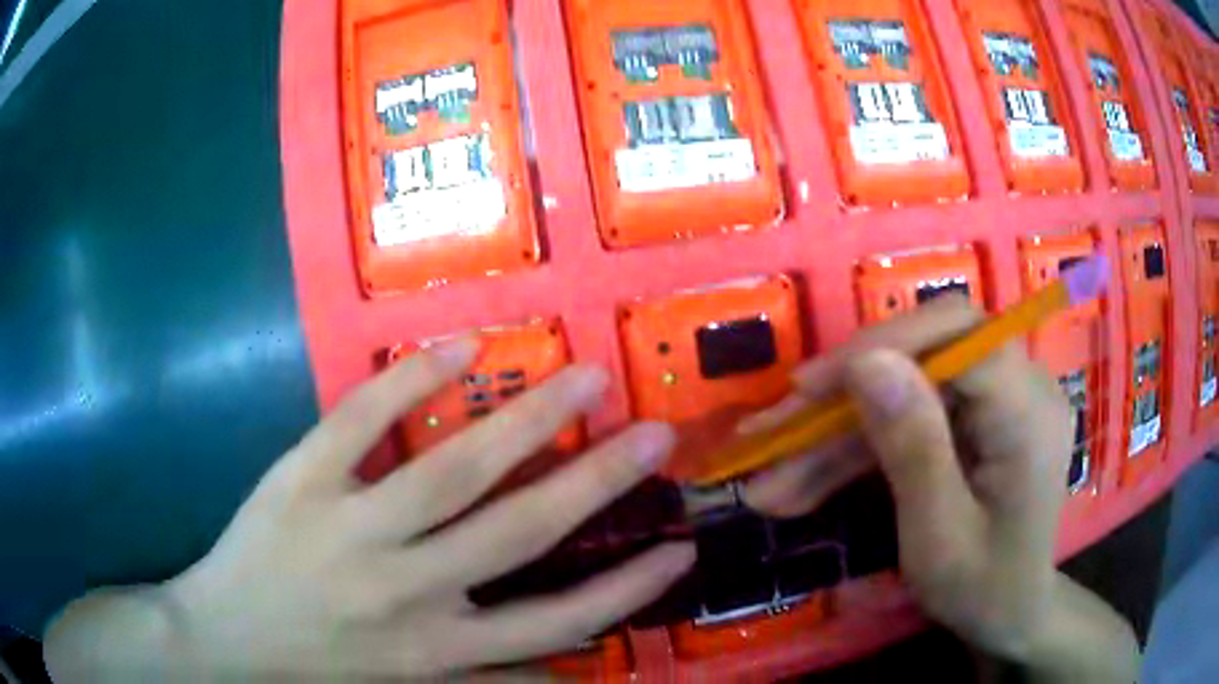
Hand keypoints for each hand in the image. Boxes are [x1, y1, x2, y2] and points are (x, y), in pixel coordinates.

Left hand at [44, 340, 694, 680]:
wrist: (224, 642)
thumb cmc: (320, 668)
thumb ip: (488, 681)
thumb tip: (573, 677)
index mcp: (437, 648)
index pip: (556, 621)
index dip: (628, 589)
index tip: (681, 546)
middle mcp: (405, 591)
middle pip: (517, 532)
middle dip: (597, 481)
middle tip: (655, 433)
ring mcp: (349, 529)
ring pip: (452, 471)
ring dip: (527, 419)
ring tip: (584, 375)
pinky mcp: (300, 480)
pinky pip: (359, 422)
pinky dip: (410, 383)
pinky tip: (462, 347)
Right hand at [743, 296, 1137, 681]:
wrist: (1009, 616)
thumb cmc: (983, 590)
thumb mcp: (940, 538)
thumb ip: (912, 448)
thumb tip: (865, 360)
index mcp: (1028, 409)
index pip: (957, 332)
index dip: (881, 346)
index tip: (807, 388)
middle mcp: (1018, 386)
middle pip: (923, 355)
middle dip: (844, 395)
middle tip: (774, 432)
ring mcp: (994, 403)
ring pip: (904, 392)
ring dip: (837, 434)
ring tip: (772, 483)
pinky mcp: (972, 421)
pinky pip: (907, 420)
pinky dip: (856, 452)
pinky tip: (805, 488)